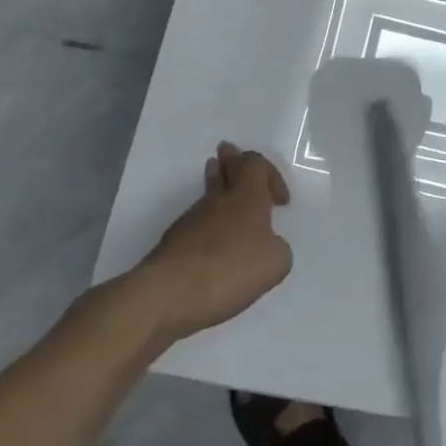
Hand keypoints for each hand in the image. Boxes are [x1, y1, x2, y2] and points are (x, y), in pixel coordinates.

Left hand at [134, 142, 292, 339]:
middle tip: (229, 151)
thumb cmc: (228, 270)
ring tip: (218, 180)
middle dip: (231, 161)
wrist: (165, 295)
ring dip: (217, 187)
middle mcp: (218, 201)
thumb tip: (266, 246)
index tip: (281, 203)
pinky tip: (212, 238)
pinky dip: (207, 223)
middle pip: (225, 169)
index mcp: (247, 198)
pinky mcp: (173, 244)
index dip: (271, 175)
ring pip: (208, 194)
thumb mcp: (275, 263)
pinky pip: (197, 222)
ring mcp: (191, 221)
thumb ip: (278, 248)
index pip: (256, 164)